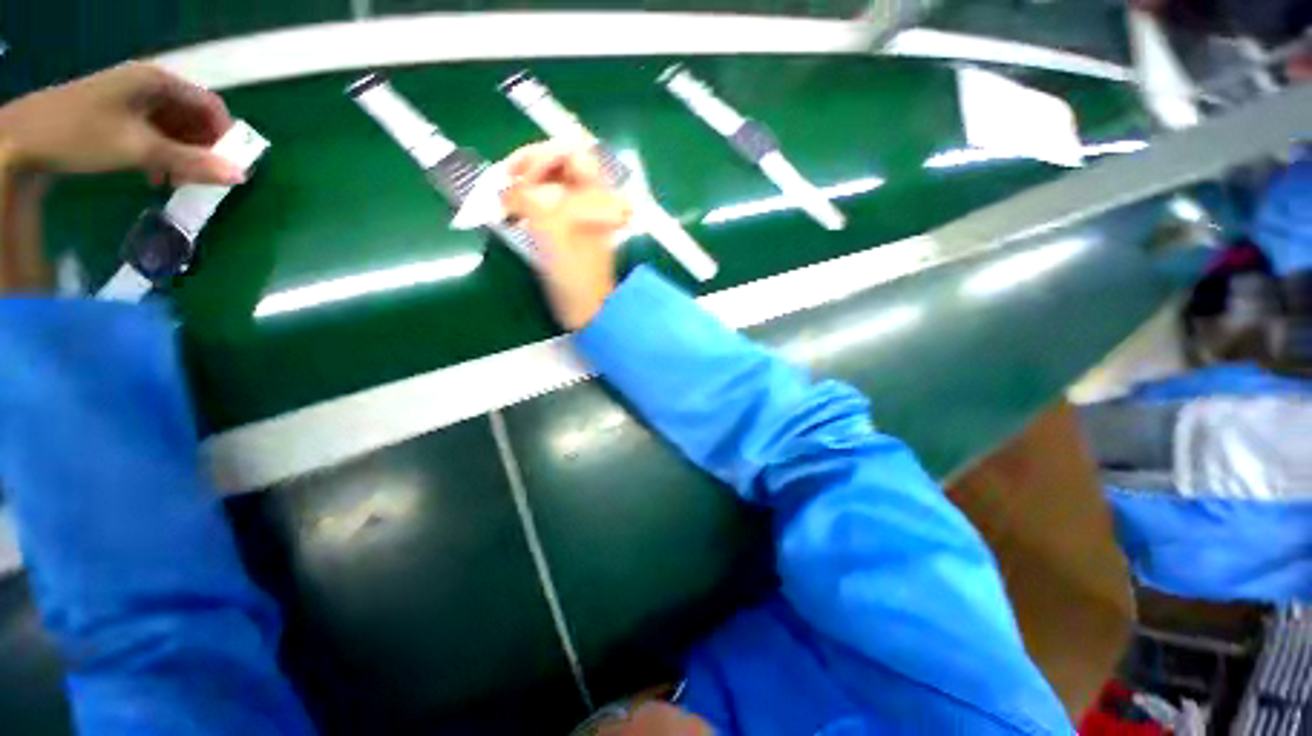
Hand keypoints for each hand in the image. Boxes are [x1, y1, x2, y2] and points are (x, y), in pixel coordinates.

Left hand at [0, 62, 243, 185]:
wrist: (21, 140)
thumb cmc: (82, 135)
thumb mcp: (138, 149)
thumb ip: (190, 162)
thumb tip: (241, 176)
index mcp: (157, 82)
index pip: (210, 105)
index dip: (225, 135)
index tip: (229, 166)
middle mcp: (147, 84)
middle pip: (192, 115)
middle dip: (202, 147)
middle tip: (202, 178)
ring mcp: (129, 98)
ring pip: (172, 126)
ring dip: (181, 153)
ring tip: (176, 181)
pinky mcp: (115, 113)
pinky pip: (152, 131)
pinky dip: (160, 152)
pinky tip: (153, 174)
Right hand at [503, 141, 631, 329]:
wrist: (588, 309)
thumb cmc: (575, 273)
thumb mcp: (552, 232)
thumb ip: (527, 198)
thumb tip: (504, 187)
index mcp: (596, 194)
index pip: (570, 151)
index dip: (541, 156)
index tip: (521, 180)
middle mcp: (590, 198)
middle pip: (557, 164)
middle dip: (528, 168)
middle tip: (504, 183)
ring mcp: (579, 214)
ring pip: (549, 184)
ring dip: (524, 186)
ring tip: (503, 200)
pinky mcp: (568, 230)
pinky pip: (545, 204)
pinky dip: (527, 204)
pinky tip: (512, 215)